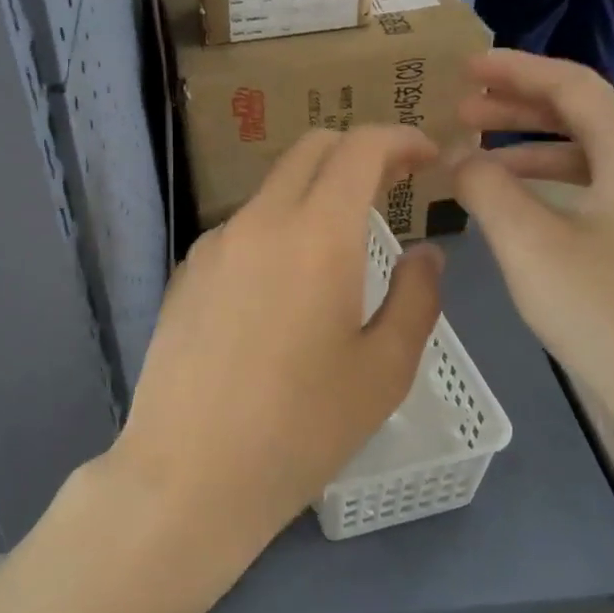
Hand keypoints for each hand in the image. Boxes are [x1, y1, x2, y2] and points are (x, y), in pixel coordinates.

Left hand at [112, 126, 444, 571]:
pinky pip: (242, 231)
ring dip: (314, 196)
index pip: (360, 148)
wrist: (189, 473)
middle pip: (310, 151)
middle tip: (392, 188)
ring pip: (273, 190)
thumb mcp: (384, 370)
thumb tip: (425, 253)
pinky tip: (284, 291)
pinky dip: (277, 232)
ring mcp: (213, 245)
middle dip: (357, 153)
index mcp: (317, 234)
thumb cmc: (301, 428)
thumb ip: (417, 297)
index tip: (427, 158)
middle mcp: (259, 221)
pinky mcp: (186, 274)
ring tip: (341, 251)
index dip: (400, 139)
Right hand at [452, 52, 613, 447]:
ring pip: (588, 160)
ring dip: (529, 151)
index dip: (514, 71)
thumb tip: (460, 157)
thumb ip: (486, 188)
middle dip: (518, 108)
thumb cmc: (608, 315)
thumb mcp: (531, 245)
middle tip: (460, 111)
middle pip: (582, 117)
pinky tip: (516, 212)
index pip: (571, 85)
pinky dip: (549, 190)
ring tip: (476, 161)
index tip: (463, 68)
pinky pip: (595, 197)